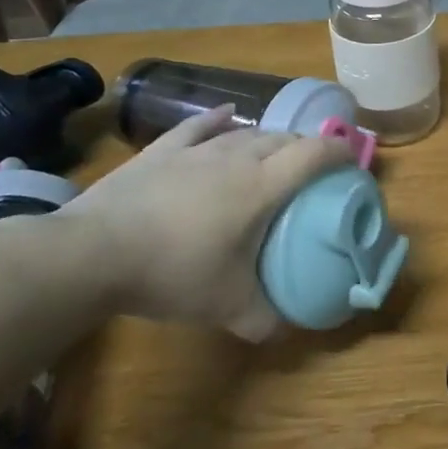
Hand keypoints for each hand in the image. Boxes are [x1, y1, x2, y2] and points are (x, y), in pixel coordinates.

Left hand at [61, 107, 352, 338]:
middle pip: (283, 139)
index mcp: (262, 186)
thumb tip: (285, 332)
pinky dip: (218, 121)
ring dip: (268, 138)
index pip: (313, 155)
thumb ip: (264, 320)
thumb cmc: (173, 272)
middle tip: (313, 168)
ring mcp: (197, 151)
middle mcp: (237, 158)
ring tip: (275, 151)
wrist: (93, 253)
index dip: (339, 152)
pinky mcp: (162, 151)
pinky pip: (198, 127)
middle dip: (306, 147)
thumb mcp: (226, 306)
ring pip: (246, 133)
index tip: (353, 159)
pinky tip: (225, 117)